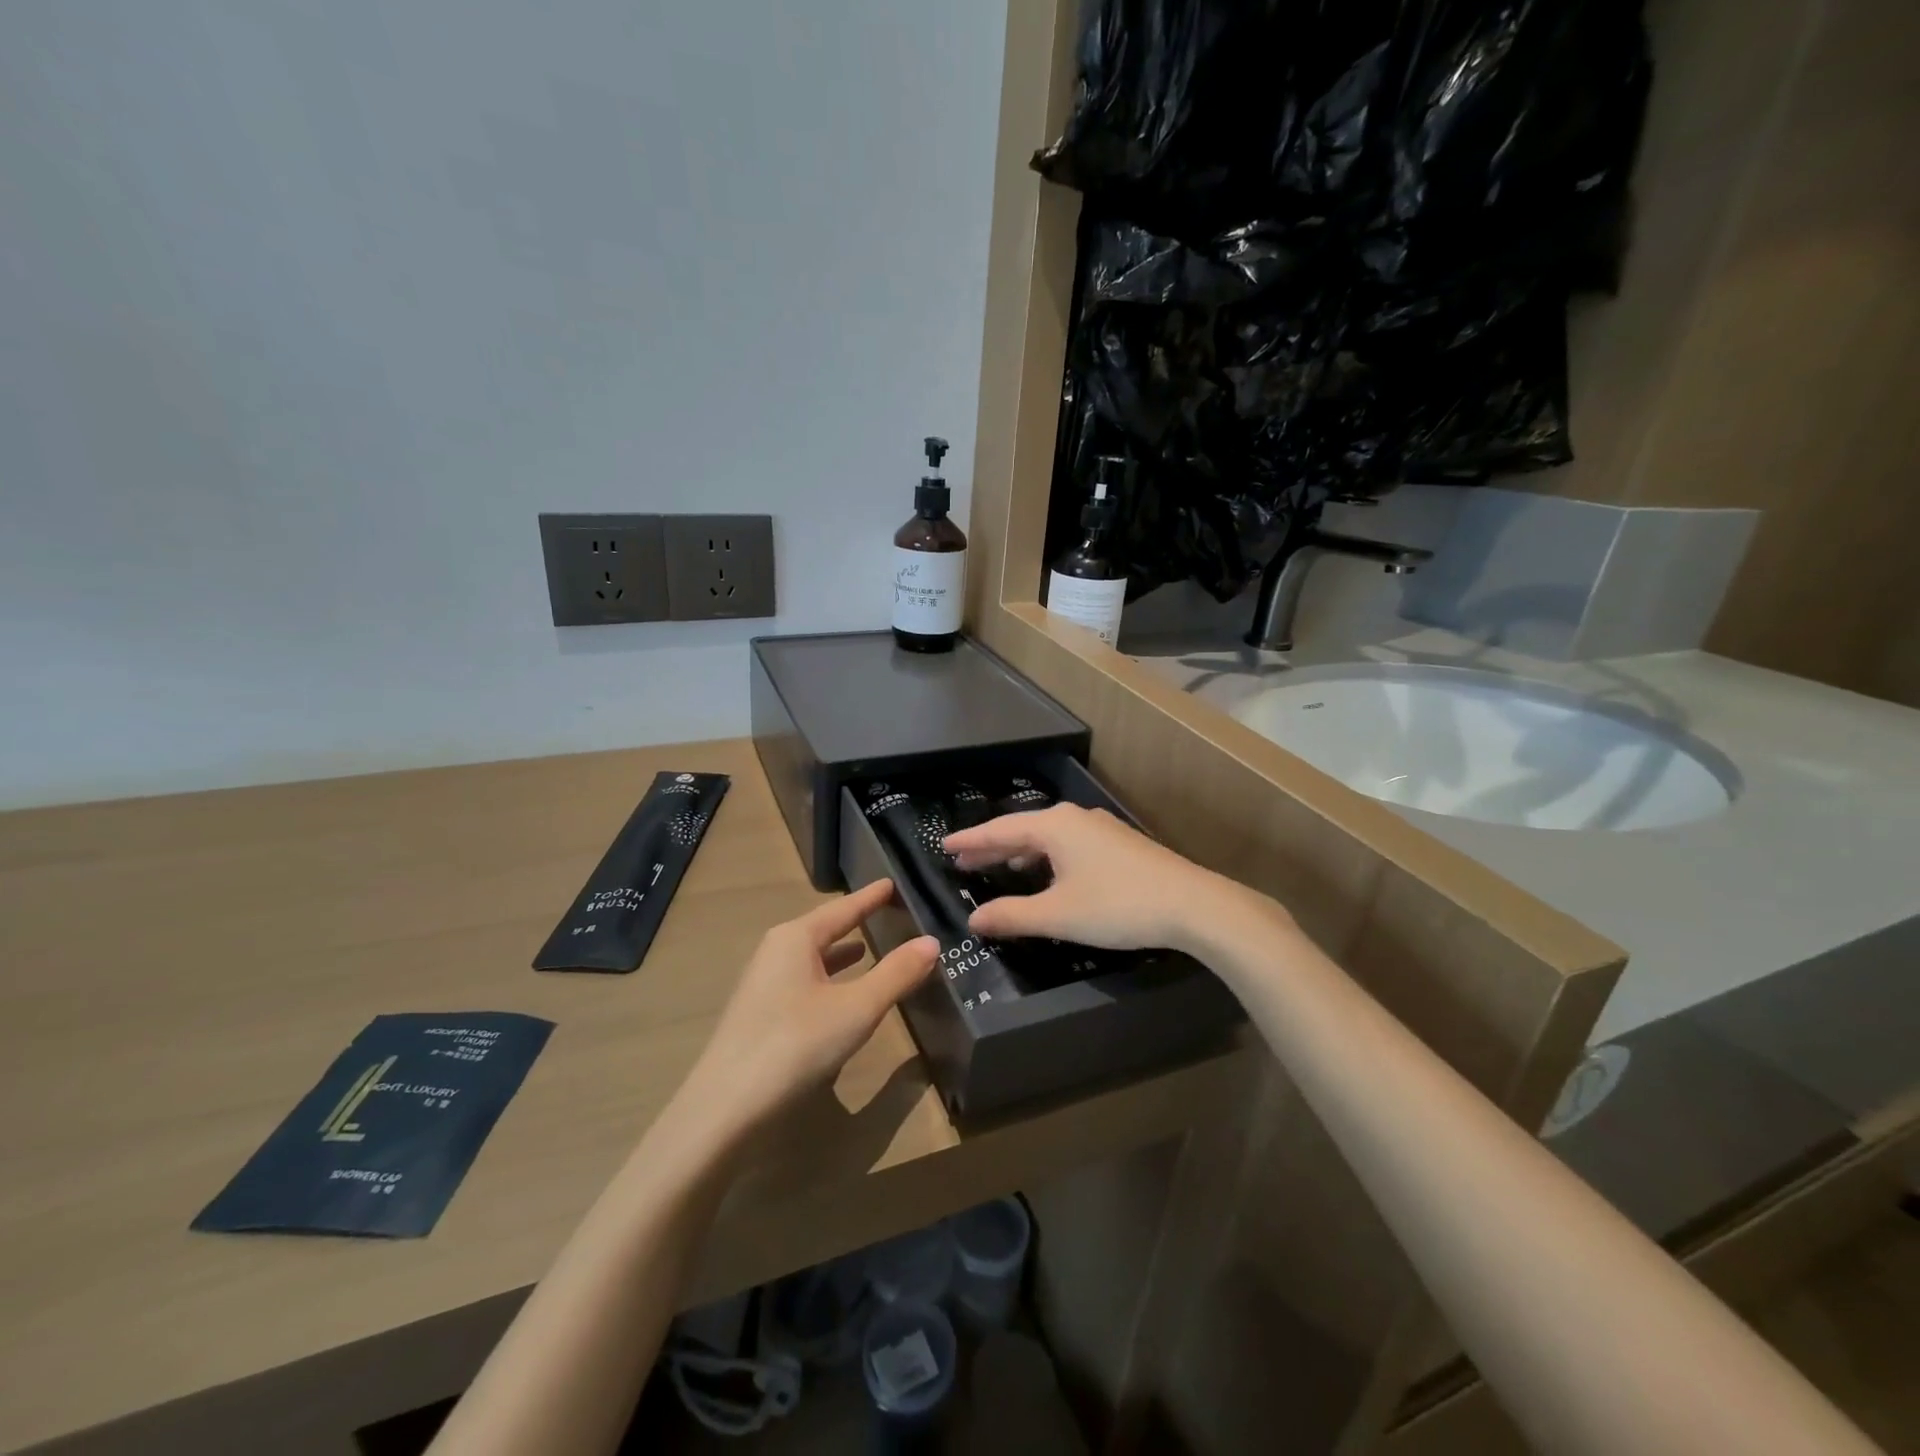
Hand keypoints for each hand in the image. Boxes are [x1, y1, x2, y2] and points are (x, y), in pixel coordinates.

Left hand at [683, 879, 936, 1135]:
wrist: (725, 1109)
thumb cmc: (795, 1044)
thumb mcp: (857, 1008)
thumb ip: (896, 973)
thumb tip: (931, 941)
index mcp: (796, 938)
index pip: (843, 908)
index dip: (871, 897)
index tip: (893, 883)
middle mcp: (776, 952)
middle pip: (824, 929)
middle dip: (856, 922)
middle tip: (890, 913)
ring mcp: (764, 984)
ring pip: (812, 958)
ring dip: (841, 953)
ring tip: (870, 947)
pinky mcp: (760, 1015)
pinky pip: (803, 982)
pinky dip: (828, 980)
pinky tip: (841, 996)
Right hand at [944, 802, 1265, 951]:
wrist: (1193, 905)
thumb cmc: (1117, 906)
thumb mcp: (1058, 914)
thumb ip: (1012, 916)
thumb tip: (974, 920)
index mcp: (1054, 827)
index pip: (1000, 830)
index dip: (971, 840)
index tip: (944, 845)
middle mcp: (1075, 818)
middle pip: (1023, 829)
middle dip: (992, 846)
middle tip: (963, 859)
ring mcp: (1101, 829)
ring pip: (1048, 837)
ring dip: (1021, 852)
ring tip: (1000, 867)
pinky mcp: (1120, 845)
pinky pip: (1069, 844)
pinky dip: (1047, 857)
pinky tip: (1049, 874)